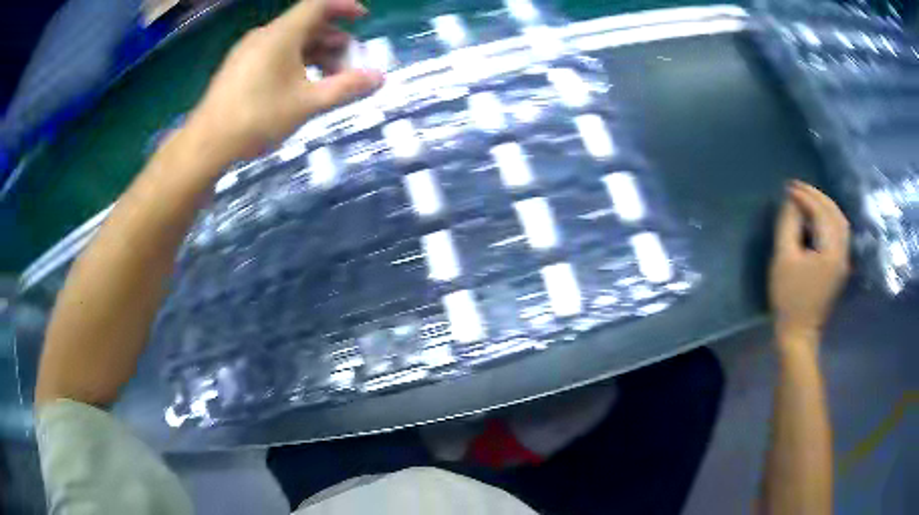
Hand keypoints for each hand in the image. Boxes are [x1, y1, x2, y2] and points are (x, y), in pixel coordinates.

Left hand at [185, 0, 382, 163]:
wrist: (206, 143)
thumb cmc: (257, 118)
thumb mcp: (308, 103)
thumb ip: (345, 87)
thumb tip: (379, 78)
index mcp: (282, 34)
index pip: (318, 4)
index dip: (344, 6)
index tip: (363, 18)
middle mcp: (264, 35)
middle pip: (306, 24)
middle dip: (333, 39)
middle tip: (349, 62)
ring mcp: (247, 50)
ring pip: (289, 40)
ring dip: (313, 52)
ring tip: (327, 77)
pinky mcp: (238, 66)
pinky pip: (273, 53)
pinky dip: (293, 60)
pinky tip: (298, 84)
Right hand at [769, 181, 849, 348]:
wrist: (799, 334)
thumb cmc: (789, 298)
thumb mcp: (783, 259)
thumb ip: (788, 225)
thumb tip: (792, 201)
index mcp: (831, 252)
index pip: (821, 213)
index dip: (805, 196)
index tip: (788, 187)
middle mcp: (843, 253)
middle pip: (835, 214)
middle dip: (817, 196)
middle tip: (798, 188)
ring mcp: (844, 261)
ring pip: (840, 222)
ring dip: (825, 206)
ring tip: (807, 198)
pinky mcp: (841, 267)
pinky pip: (840, 233)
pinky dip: (829, 219)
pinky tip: (817, 217)